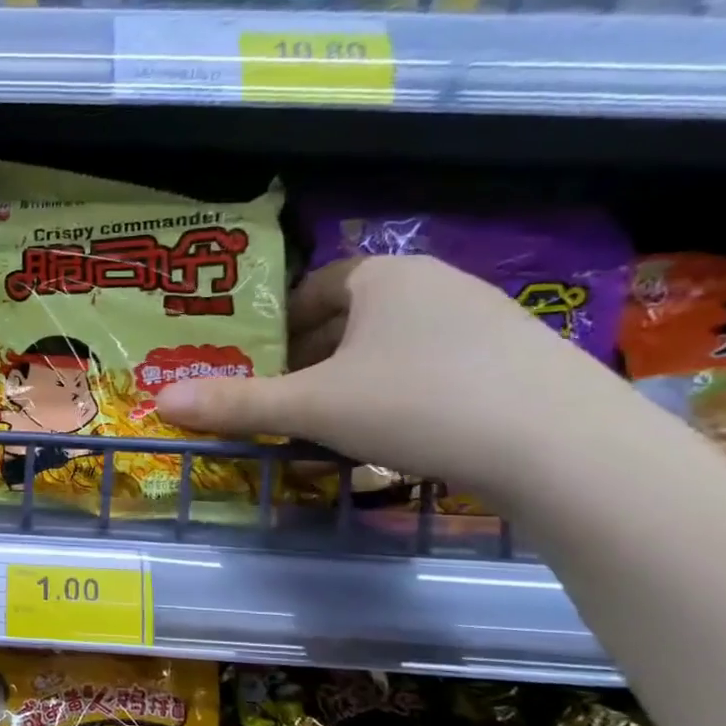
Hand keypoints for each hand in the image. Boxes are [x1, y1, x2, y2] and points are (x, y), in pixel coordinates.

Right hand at [154, 254, 636, 493]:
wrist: (564, 447)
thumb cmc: (416, 404)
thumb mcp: (311, 407)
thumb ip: (236, 404)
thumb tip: (161, 401)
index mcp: (385, 278)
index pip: (317, 285)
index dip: (280, 322)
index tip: (260, 361)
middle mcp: (437, 285)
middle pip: (353, 316)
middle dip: (312, 356)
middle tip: (284, 398)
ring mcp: (487, 321)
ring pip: (395, 345)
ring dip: (355, 378)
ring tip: (333, 422)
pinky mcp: (520, 361)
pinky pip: (436, 368)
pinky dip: (402, 393)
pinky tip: (398, 434)